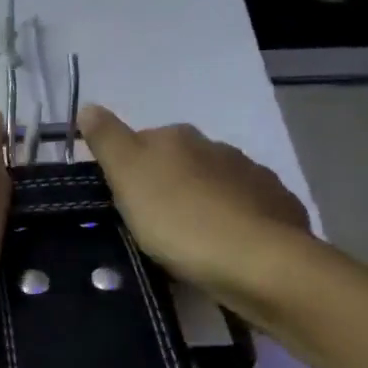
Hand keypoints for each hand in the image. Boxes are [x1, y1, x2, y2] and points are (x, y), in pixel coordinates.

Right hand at [77, 105, 311, 311]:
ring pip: (214, 184)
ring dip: (200, 202)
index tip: (120, 199)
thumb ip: (107, 140)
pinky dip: (232, 221)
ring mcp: (253, 176)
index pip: (142, 141)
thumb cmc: (178, 219)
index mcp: (178, 138)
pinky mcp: (278, 207)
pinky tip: (224, 246)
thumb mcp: (127, 177)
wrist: (257, 261)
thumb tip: (88, 106)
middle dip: (167, 184)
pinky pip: (245, 208)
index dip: (128, 168)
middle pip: (181, 162)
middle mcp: (218, 147)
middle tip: (149, 223)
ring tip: (187, 239)